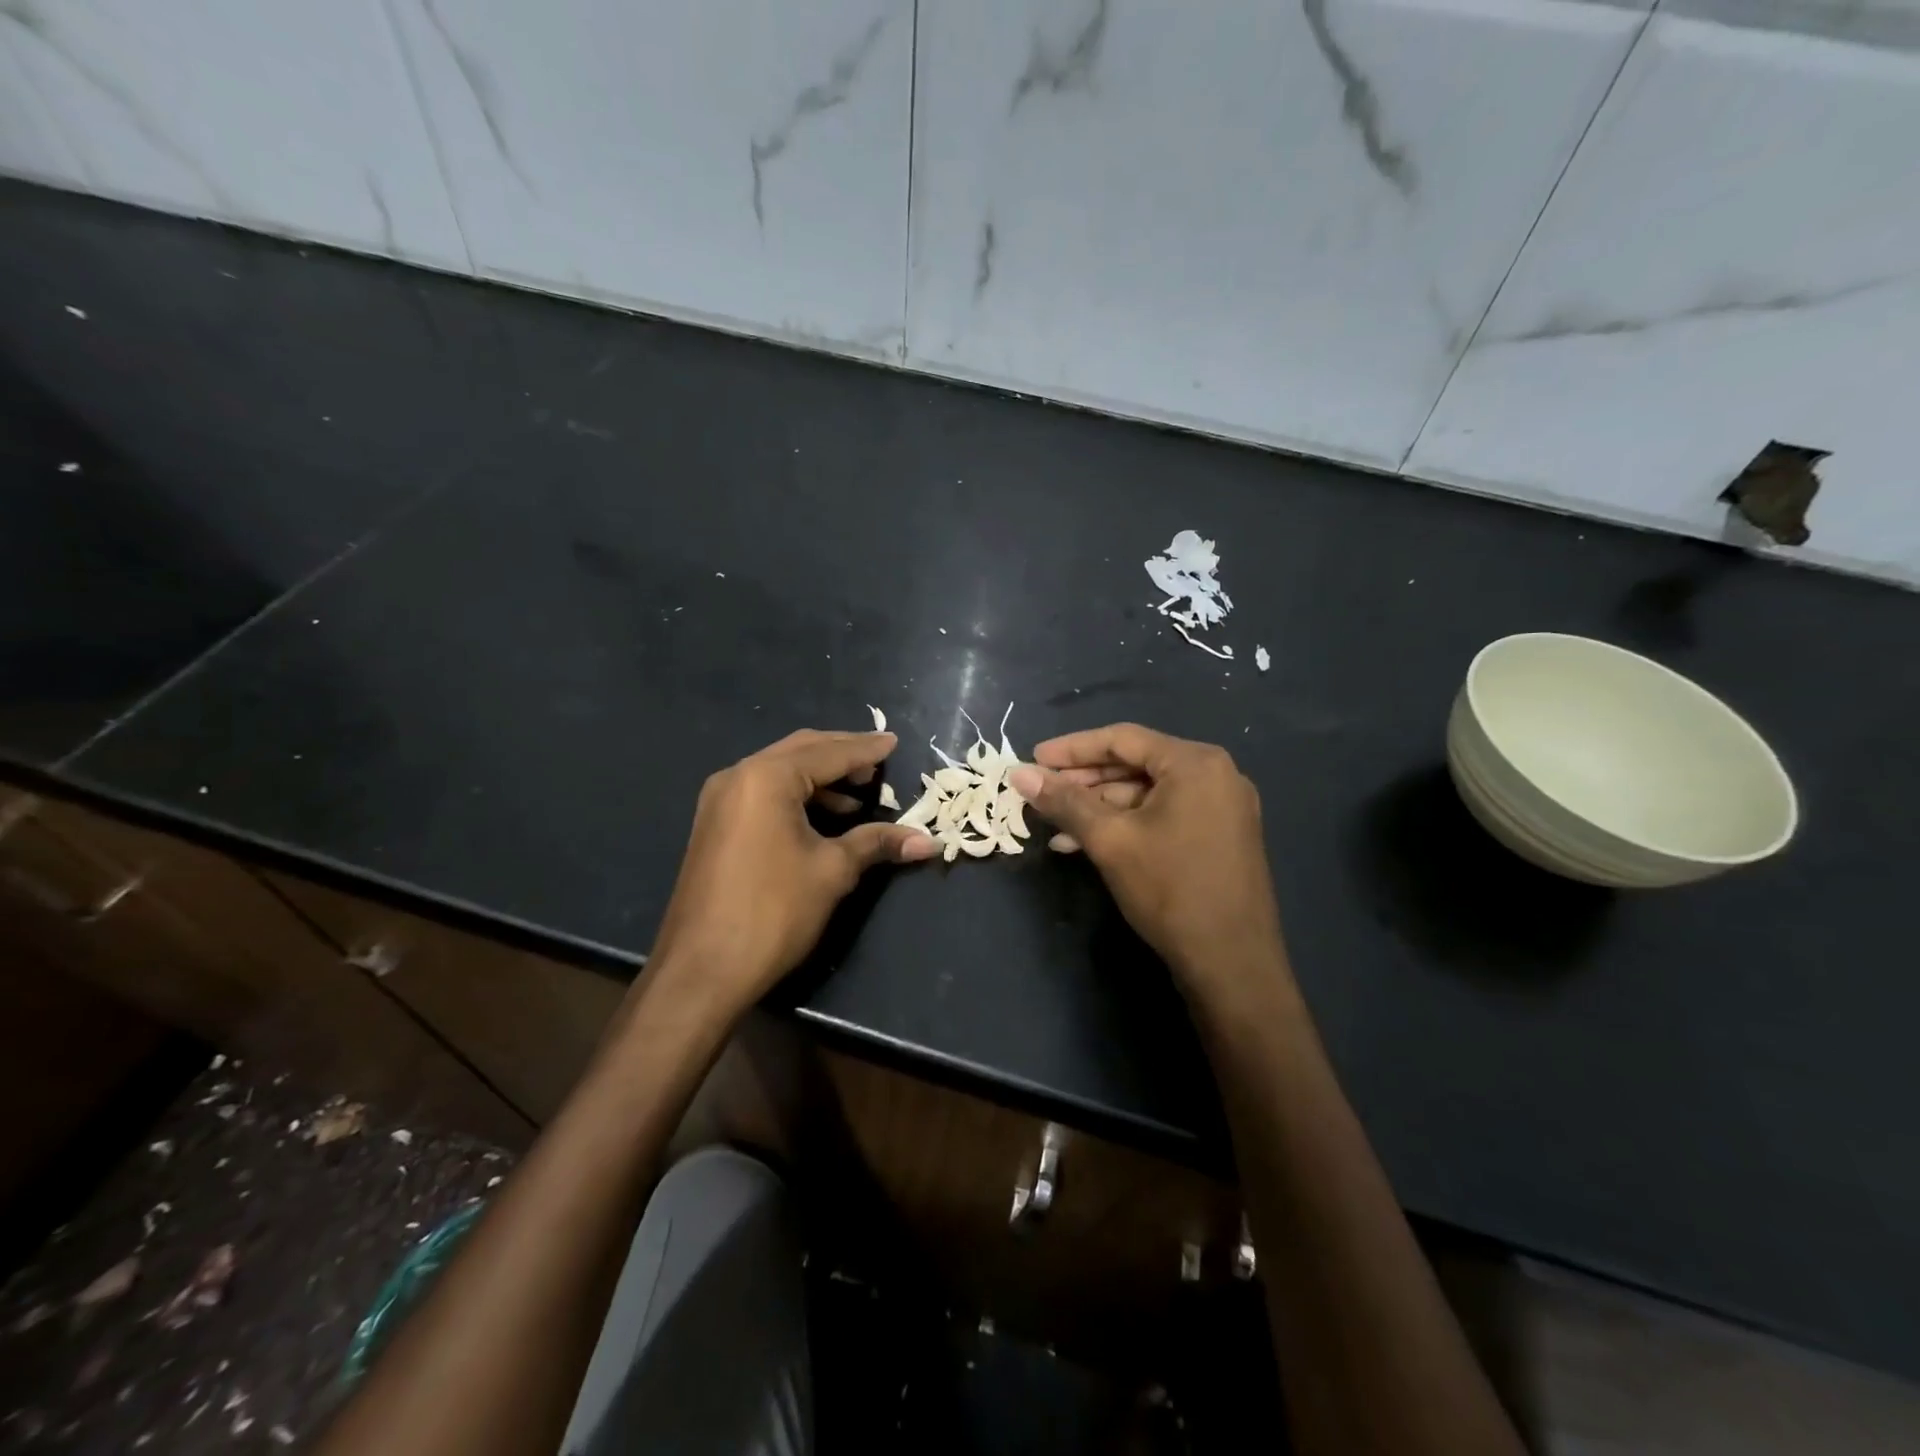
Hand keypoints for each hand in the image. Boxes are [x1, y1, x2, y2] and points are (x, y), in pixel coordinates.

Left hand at [649, 729, 935, 1014]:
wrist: (701, 970)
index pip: (828, 753)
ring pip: (781, 771)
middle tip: (879, 763)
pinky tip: (824, 817)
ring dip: (820, 777)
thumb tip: (927, 841)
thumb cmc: (772, 911)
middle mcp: (738, 776)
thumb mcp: (832, 871)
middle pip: (801, 751)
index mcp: (767, 777)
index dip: (866, 749)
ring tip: (859, 794)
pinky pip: (764, 793)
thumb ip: (877, 843)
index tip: (895, 742)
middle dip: (842, 755)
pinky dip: (798, 795)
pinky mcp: (715, 824)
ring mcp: (720, 800)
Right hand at [1008, 724, 1286, 1001]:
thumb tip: (1019, 774)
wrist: (1232, 963)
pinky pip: (1164, 815)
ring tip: (1057, 826)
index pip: (1122, 739)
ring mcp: (1222, 807)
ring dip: (1100, 807)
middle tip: (1041, 792)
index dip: (1072, 748)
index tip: (1033, 759)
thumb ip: (1064, 801)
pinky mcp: (1220, 836)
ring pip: (1147, 794)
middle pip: (1135, 764)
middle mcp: (1215, 774)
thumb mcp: (1110, 840)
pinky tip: (1088, 843)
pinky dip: (1126, 824)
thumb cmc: (1170, 889)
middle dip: (1084, 780)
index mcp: (1195, 762)